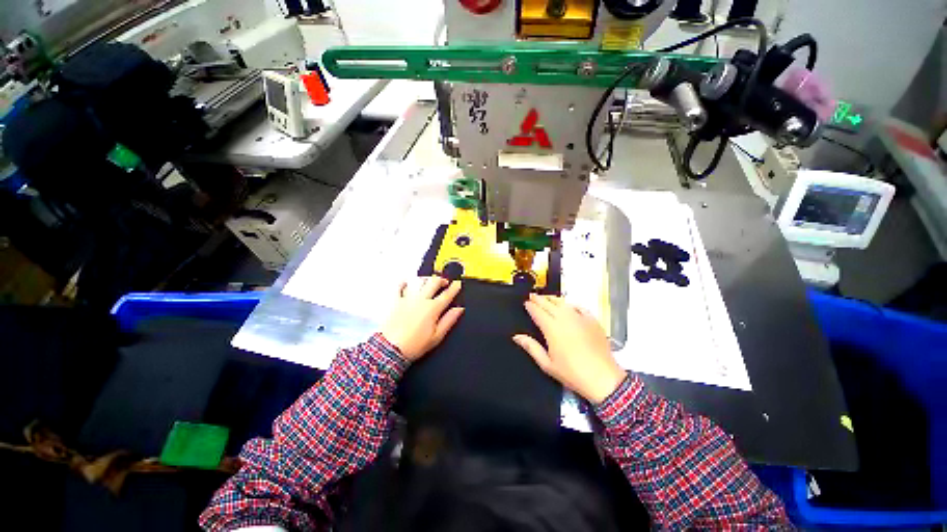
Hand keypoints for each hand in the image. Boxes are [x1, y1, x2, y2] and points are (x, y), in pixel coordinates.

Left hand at [381, 277, 463, 361]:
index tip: (457, 284)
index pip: (447, 294)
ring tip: (429, 280)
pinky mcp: (396, 301)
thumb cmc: (413, 345)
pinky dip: (404, 282)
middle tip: (445, 282)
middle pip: (434, 283)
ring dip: (426, 279)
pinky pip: (399, 287)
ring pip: (419, 281)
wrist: (391, 349)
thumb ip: (449, 320)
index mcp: (433, 308)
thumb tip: (458, 310)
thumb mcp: (437, 336)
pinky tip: (407, 282)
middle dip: (442, 280)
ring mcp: (408, 299)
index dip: (454, 288)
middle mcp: (421, 300)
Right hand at [513, 294, 625, 403]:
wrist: (603, 378)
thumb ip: (531, 347)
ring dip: (552, 298)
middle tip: (532, 296)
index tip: (526, 303)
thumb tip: (517, 337)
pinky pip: (579, 307)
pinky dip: (571, 304)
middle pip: (548, 304)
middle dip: (539, 299)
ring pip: (563, 302)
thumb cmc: (573, 373)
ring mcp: (580, 318)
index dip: (530, 306)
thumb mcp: (547, 364)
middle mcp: (565, 319)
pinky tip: (568, 305)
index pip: (537, 311)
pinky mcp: (592, 321)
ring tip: (546, 297)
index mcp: (552, 328)